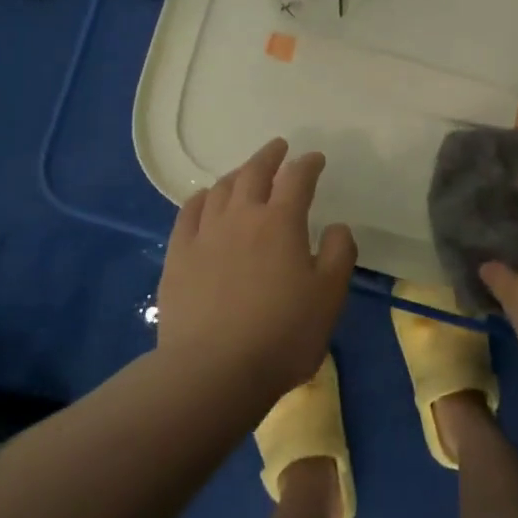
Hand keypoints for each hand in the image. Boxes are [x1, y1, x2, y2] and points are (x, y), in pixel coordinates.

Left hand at [157, 138, 357, 397]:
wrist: (213, 370)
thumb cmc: (282, 334)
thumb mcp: (329, 297)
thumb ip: (339, 254)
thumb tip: (336, 226)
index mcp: (281, 222)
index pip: (297, 179)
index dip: (308, 164)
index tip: (315, 158)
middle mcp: (242, 217)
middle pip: (254, 173)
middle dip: (269, 156)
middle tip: (278, 148)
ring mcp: (205, 234)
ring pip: (221, 190)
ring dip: (237, 174)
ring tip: (245, 172)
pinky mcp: (178, 256)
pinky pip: (189, 213)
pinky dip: (201, 198)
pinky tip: (204, 199)